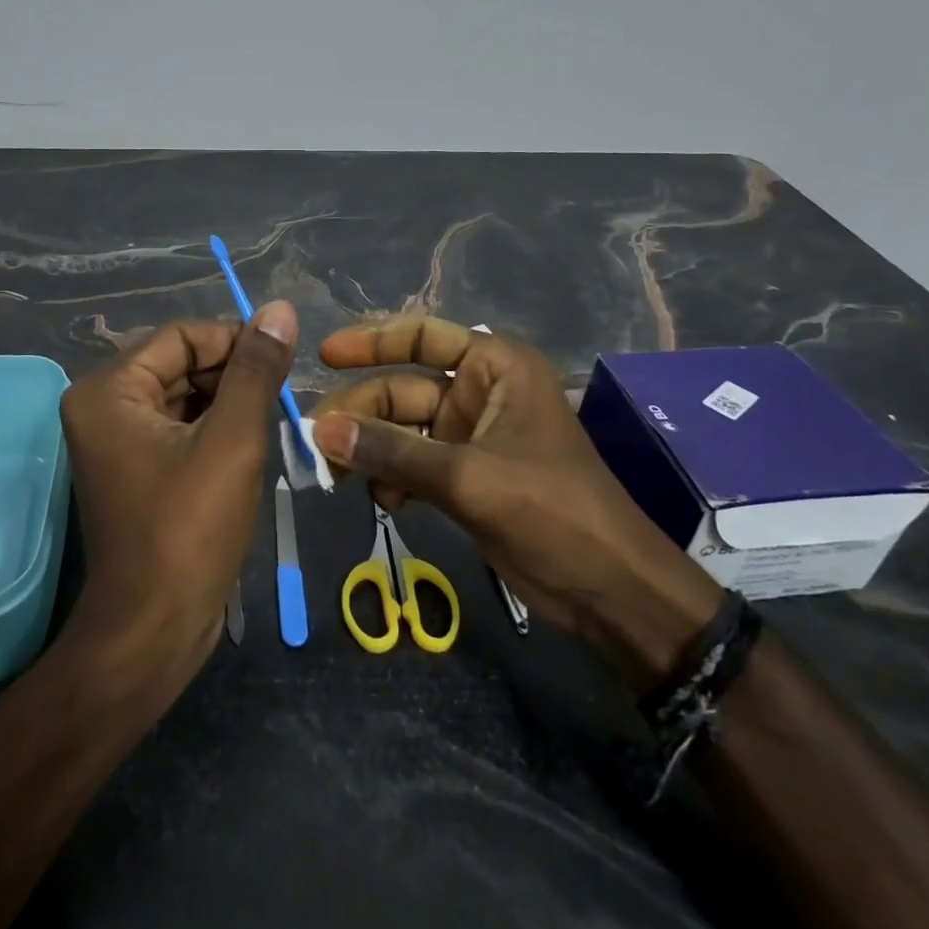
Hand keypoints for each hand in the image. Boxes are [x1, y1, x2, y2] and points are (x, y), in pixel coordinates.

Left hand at [57, 302, 296, 692]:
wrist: (153, 629)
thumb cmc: (189, 530)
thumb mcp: (232, 440)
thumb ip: (255, 369)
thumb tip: (279, 309)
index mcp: (108, 390)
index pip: (181, 335)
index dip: (233, 340)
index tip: (281, 358)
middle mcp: (102, 406)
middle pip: (179, 363)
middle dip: (232, 374)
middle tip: (281, 395)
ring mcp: (115, 440)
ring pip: (183, 395)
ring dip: (229, 401)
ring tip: (271, 420)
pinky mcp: (134, 468)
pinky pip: (178, 427)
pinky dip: (215, 428)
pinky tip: (249, 445)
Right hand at [309, 316, 720, 688]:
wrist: (612, 592)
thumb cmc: (553, 513)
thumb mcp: (469, 478)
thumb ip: (392, 452)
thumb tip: (320, 431)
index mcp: (496, 368)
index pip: (424, 336)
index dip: (371, 340)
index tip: (325, 355)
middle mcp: (480, 393)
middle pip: (403, 388)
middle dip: (361, 413)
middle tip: (317, 443)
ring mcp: (470, 437)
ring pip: (401, 430)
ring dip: (369, 450)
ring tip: (339, 477)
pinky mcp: (464, 478)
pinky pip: (410, 463)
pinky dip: (390, 477)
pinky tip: (382, 500)